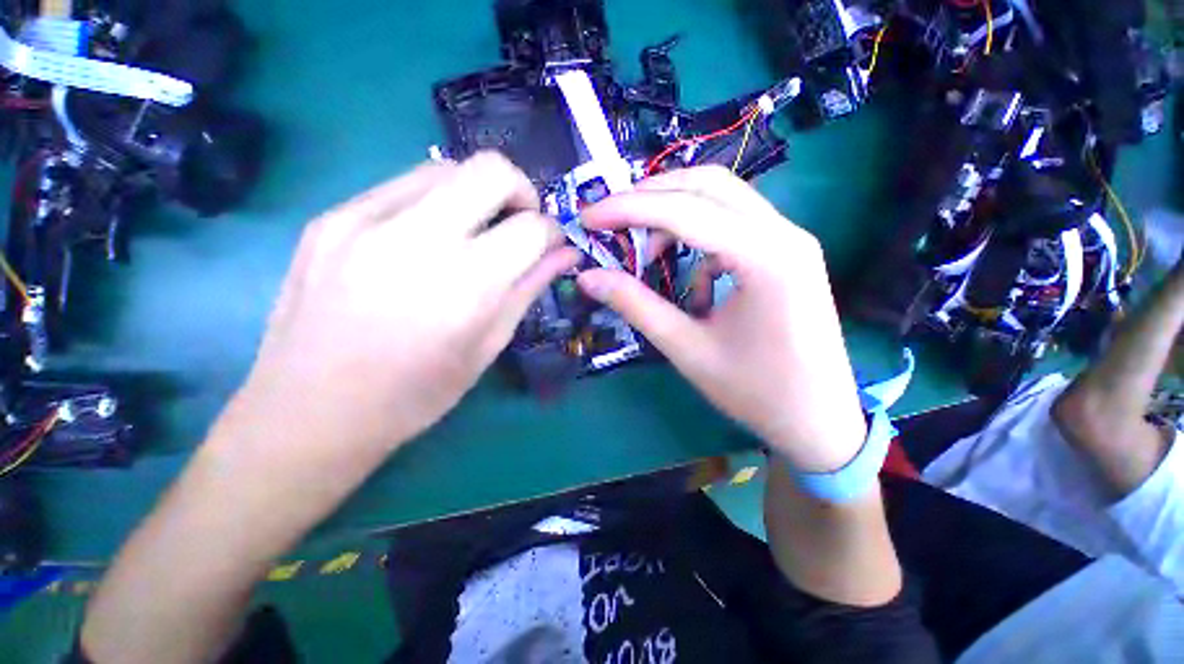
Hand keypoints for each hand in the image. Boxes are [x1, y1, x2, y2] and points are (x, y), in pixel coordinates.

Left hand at [220, 152, 578, 458]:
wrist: (309, 412)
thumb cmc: (414, 394)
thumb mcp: (487, 347)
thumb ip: (529, 288)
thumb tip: (565, 253)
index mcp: (464, 286)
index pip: (530, 228)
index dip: (551, 231)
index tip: (551, 242)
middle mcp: (415, 240)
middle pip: (490, 170)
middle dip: (521, 191)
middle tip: (520, 223)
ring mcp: (363, 220)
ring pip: (444, 168)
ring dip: (476, 194)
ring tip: (473, 233)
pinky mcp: (329, 218)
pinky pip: (400, 187)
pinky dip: (432, 204)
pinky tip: (425, 241)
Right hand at [578, 166, 865, 471]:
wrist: (818, 419)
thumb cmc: (756, 392)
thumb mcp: (687, 349)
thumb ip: (636, 305)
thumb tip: (588, 277)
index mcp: (765, 257)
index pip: (685, 210)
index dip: (628, 208)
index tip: (589, 216)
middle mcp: (784, 233)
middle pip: (708, 186)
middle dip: (650, 196)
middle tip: (611, 219)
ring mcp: (790, 240)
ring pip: (722, 199)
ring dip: (674, 213)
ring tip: (645, 250)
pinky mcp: (785, 252)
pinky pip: (734, 226)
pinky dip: (700, 239)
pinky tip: (691, 280)